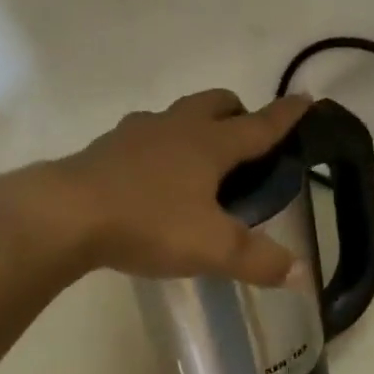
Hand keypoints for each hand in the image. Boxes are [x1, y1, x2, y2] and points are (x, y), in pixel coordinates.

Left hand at [48, 89, 312, 283]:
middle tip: (246, 141)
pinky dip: (160, 148)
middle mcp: (176, 127)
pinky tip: (153, 179)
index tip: (306, 98)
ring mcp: (136, 133)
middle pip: (216, 103)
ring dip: (195, 127)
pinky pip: (144, 137)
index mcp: (210, 144)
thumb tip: (302, 275)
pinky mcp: (106, 149)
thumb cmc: (149, 223)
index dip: (286, 115)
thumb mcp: (213, 249)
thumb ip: (259, 261)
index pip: (260, 125)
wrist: (66, 215)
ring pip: (177, 116)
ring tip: (199, 163)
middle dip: (238, 113)